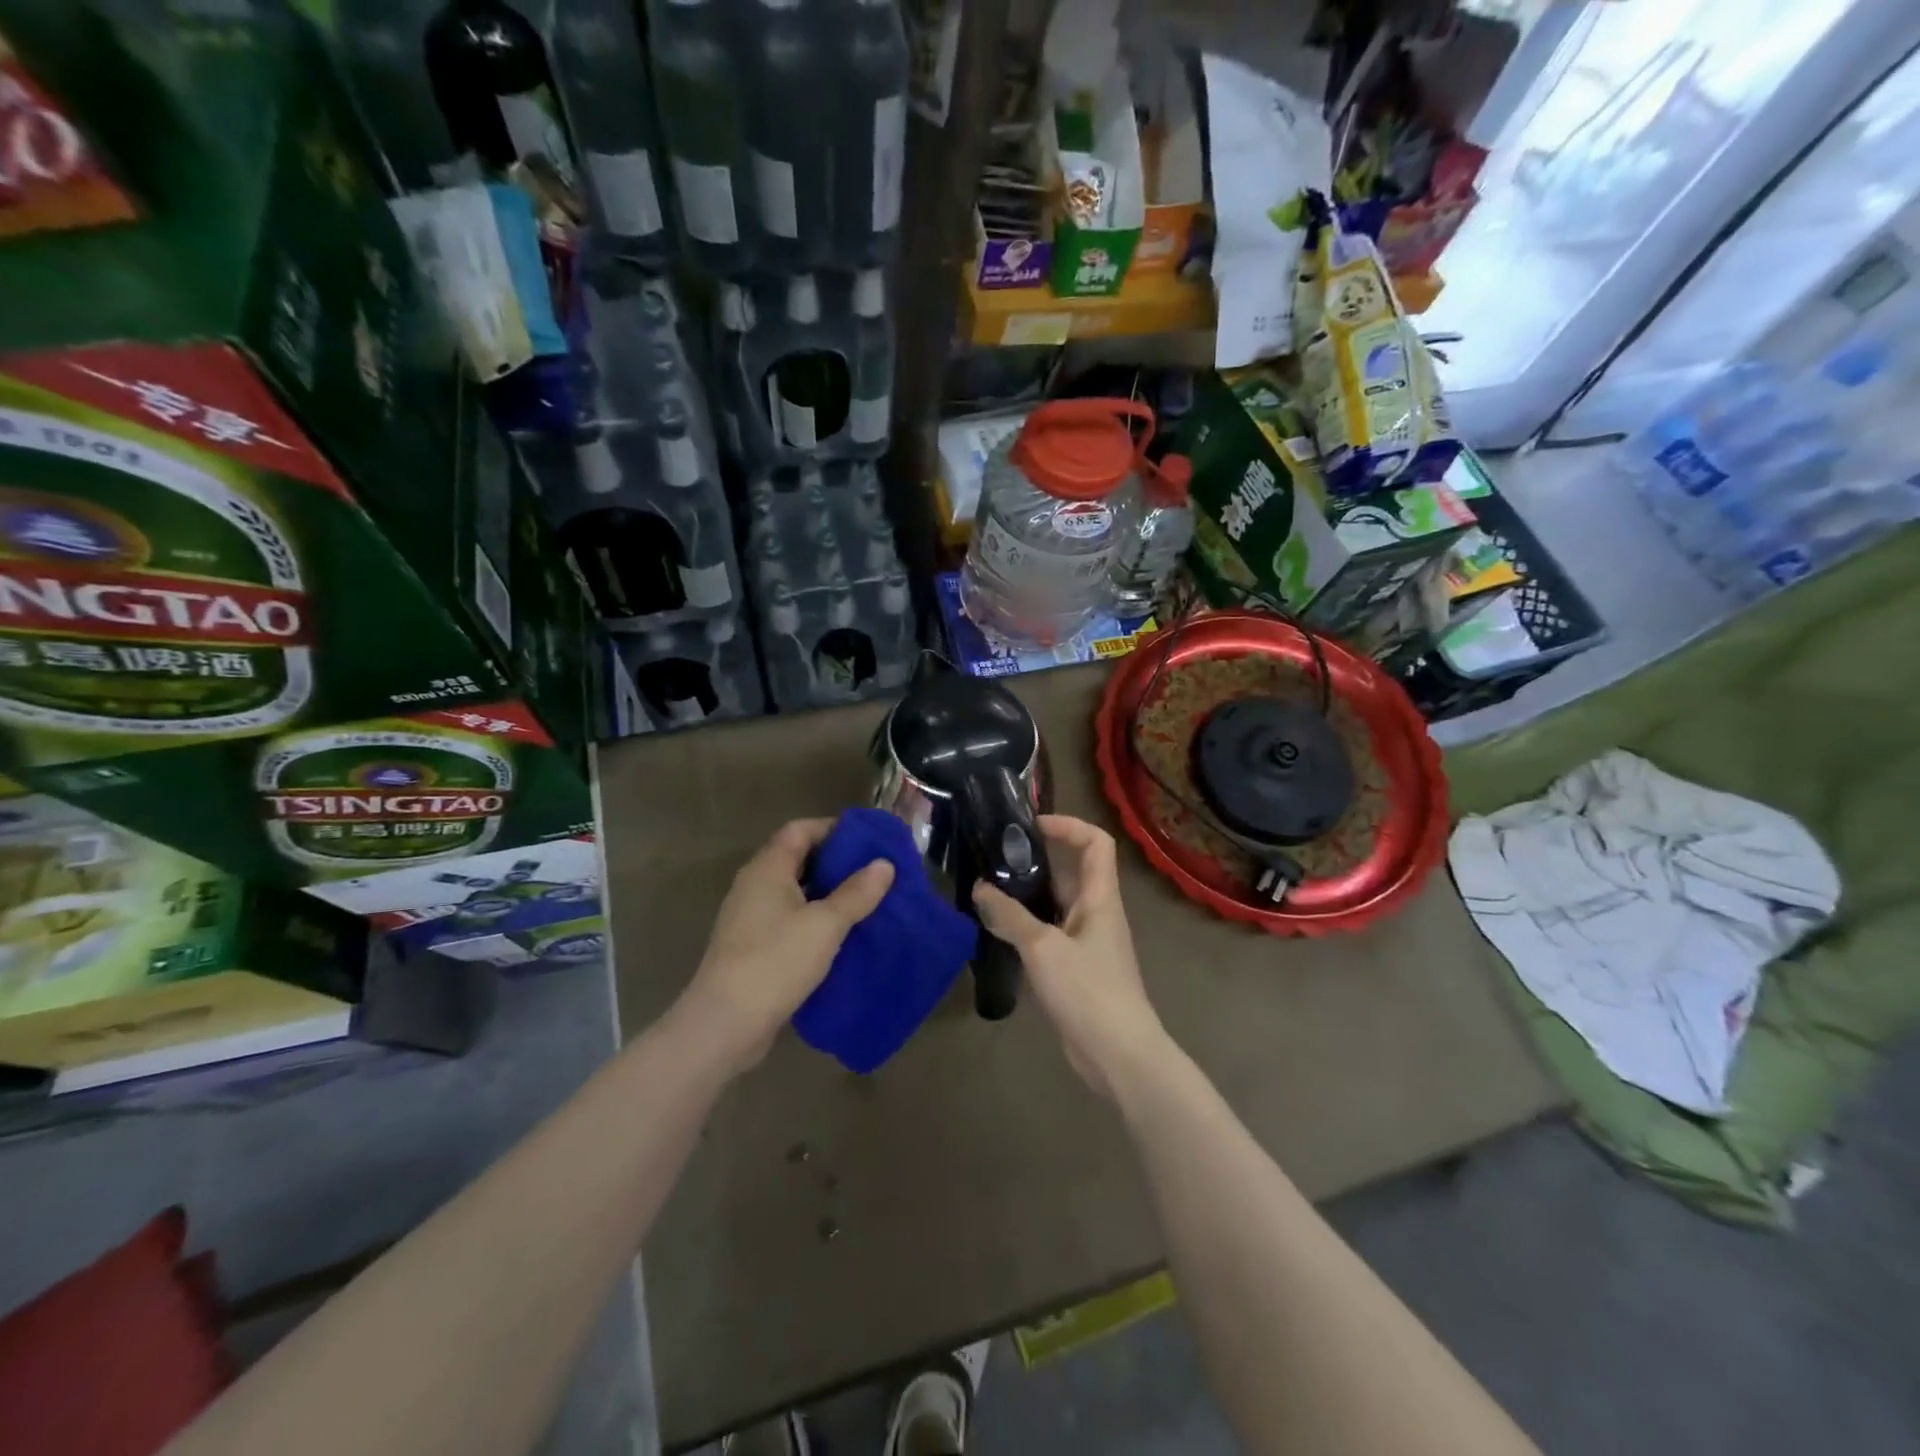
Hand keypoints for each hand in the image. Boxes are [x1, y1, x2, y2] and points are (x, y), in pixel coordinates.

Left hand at [681, 818, 893, 1075]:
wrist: (724, 1025)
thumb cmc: (775, 962)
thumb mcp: (825, 925)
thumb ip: (856, 893)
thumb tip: (884, 864)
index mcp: (767, 868)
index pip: (801, 830)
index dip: (834, 829)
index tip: (869, 840)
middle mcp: (755, 885)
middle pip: (798, 859)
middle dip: (837, 863)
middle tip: (876, 872)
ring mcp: (751, 917)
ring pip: (796, 892)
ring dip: (828, 894)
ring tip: (867, 902)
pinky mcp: (753, 946)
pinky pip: (790, 919)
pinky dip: (815, 919)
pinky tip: (841, 935)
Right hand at [973, 815, 1170, 1099]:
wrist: (1119, 1055)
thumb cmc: (1088, 991)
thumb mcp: (1043, 949)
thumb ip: (1010, 917)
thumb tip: (980, 889)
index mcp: (1100, 898)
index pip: (1096, 843)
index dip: (1068, 825)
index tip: (1030, 826)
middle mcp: (1096, 913)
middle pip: (1071, 872)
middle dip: (1035, 861)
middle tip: (993, 859)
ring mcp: (1086, 942)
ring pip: (1056, 905)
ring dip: (1026, 897)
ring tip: (986, 892)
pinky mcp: (1075, 969)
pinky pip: (1049, 935)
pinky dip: (1026, 928)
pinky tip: (997, 933)